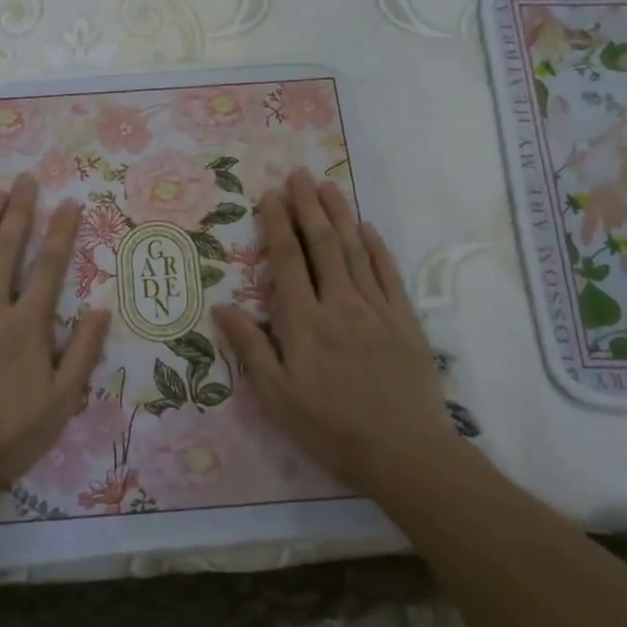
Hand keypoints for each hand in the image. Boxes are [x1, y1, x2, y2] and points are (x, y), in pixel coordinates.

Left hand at [0, 174, 111, 510]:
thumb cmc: (8, 436)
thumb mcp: (61, 402)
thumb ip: (83, 353)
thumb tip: (102, 309)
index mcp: (28, 325)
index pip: (50, 267)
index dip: (61, 231)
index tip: (69, 202)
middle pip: (7, 249)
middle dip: (19, 211)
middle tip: (25, 179)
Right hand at [213, 169, 460, 502]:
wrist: (405, 452)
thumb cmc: (331, 428)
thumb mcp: (277, 397)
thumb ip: (250, 348)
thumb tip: (221, 306)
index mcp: (304, 322)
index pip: (287, 260)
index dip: (277, 224)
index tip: (271, 195)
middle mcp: (339, 304)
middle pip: (322, 244)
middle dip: (308, 206)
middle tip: (298, 174)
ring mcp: (375, 309)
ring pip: (354, 250)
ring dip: (340, 215)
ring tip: (328, 186)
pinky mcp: (404, 320)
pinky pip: (387, 273)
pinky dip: (376, 247)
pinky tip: (367, 228)